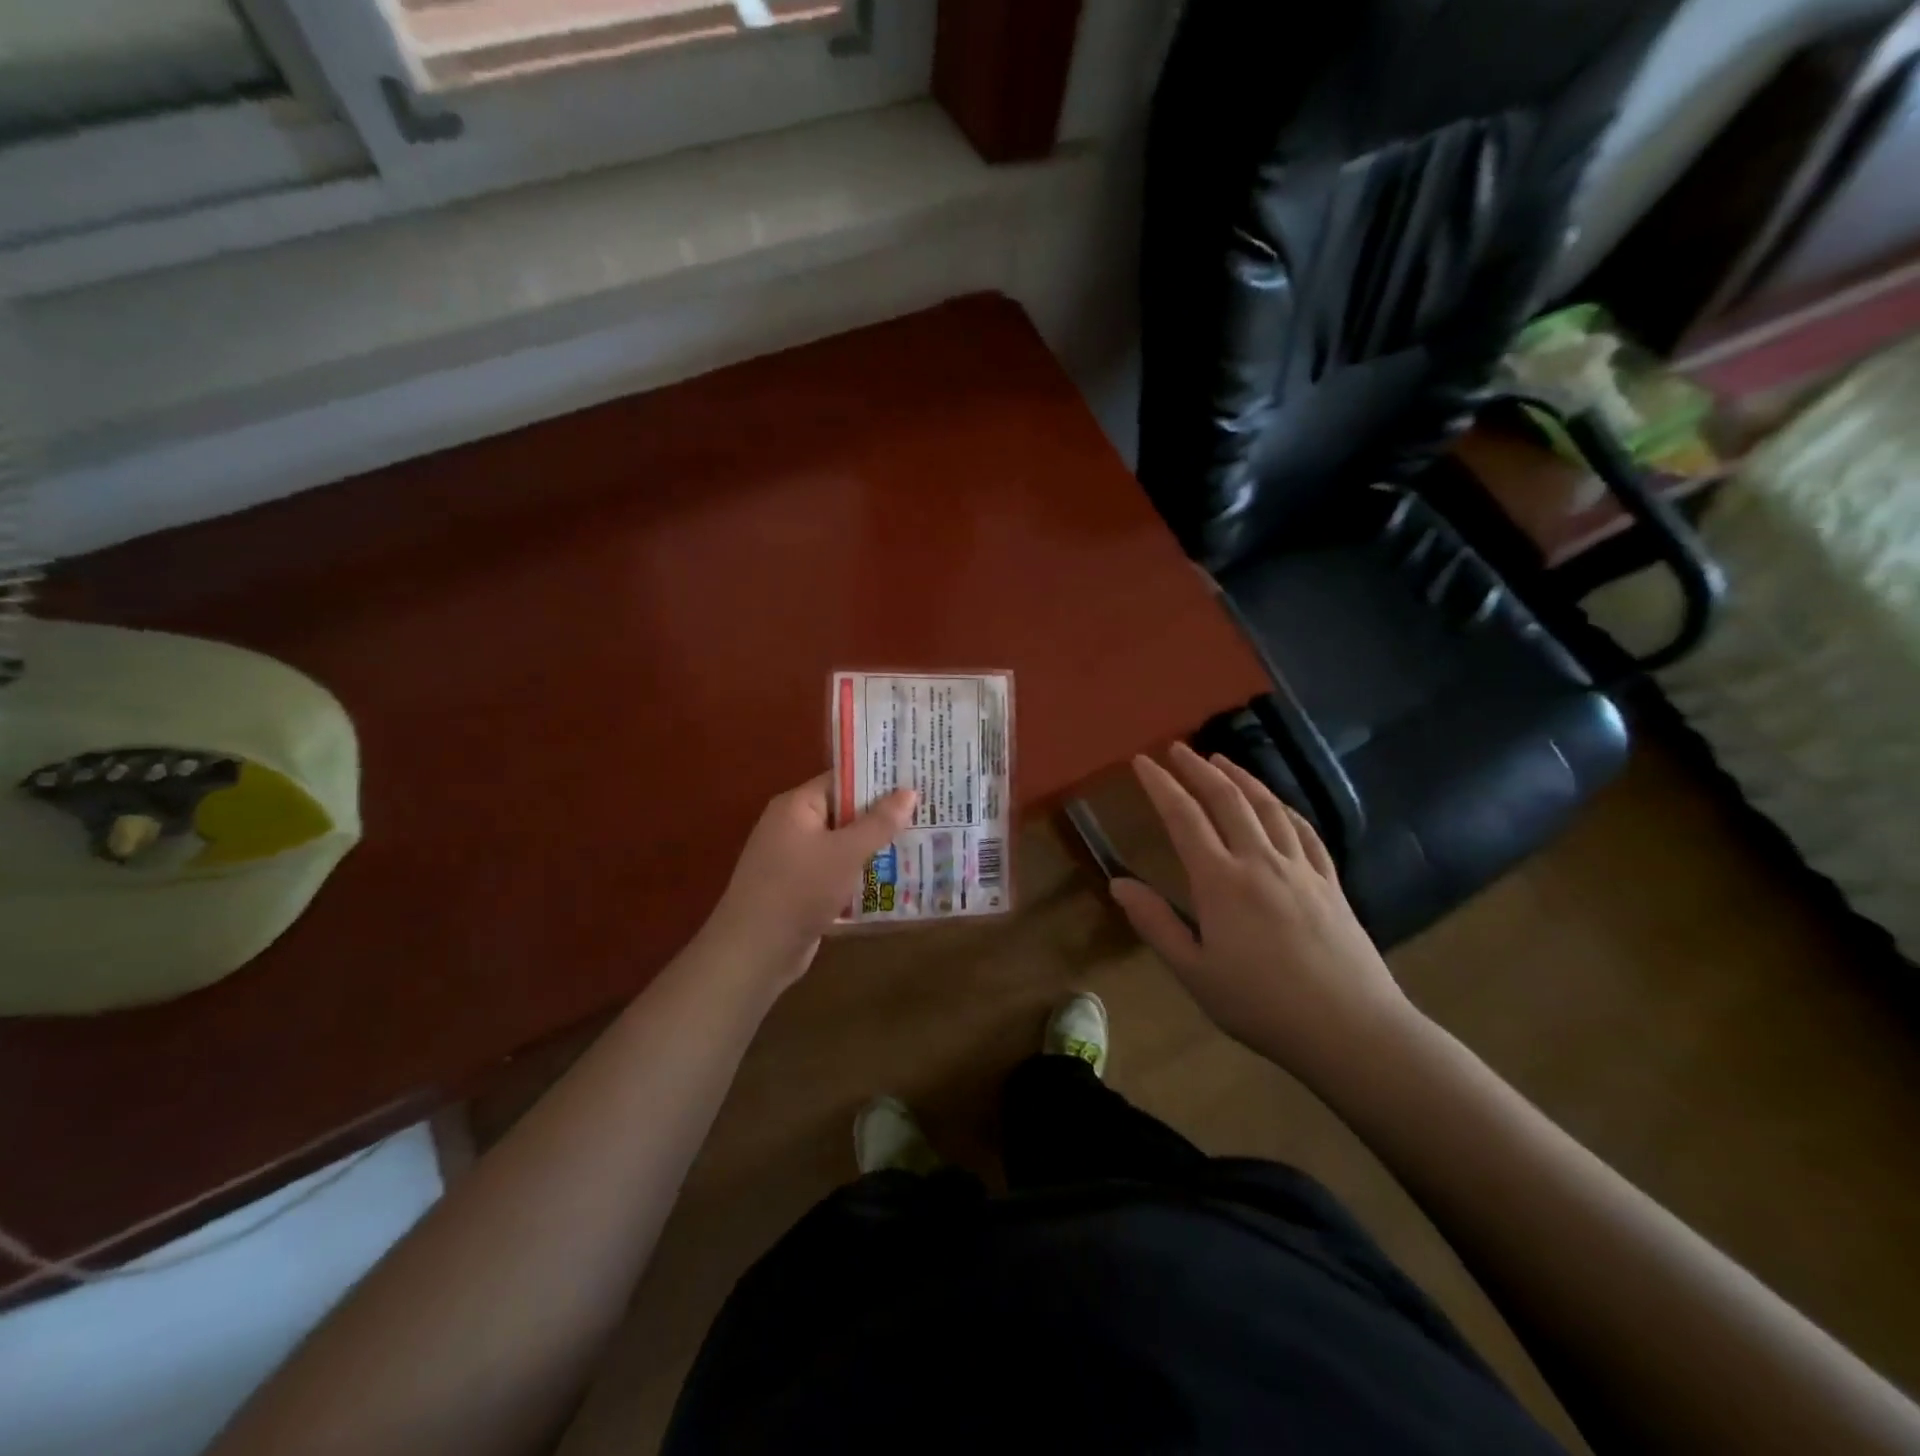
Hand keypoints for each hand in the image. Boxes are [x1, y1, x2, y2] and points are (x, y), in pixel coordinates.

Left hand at [700, 773, 916, 993]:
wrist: (755, 951)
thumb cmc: (799, 890)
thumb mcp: (846, 852)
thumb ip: (879, 823)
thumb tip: (910, 791)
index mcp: (796, 806)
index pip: (842, 781)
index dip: (878, 780)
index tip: (915, 781)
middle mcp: (792, 826)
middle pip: (844, 812)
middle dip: (882, 816)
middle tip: (926, 813)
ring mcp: (795, 859)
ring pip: (843, 845)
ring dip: (874, 848)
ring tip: (920, 844)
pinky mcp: (800, 888)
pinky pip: (836, 871)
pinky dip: (859, 874)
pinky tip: (893, 879)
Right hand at [1111, 743, 1419, 1084]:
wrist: (1350, 1030)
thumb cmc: (1261, 1006)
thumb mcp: (1194, 972)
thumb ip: (1155, 924)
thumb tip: (1117, 883)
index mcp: (1220, 882)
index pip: (1184, 818)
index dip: (1161, 785)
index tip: (1142, 761)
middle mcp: (1260, 861)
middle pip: (1227, 800)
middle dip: (1198, 769)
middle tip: (1177, 748)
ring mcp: (1300, 868)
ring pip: (1267, 807)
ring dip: (1241, 777)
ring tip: (1221, 760)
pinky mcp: (1330, 882)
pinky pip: (1304, 831)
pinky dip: (1284, 808)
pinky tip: (1277, 804)